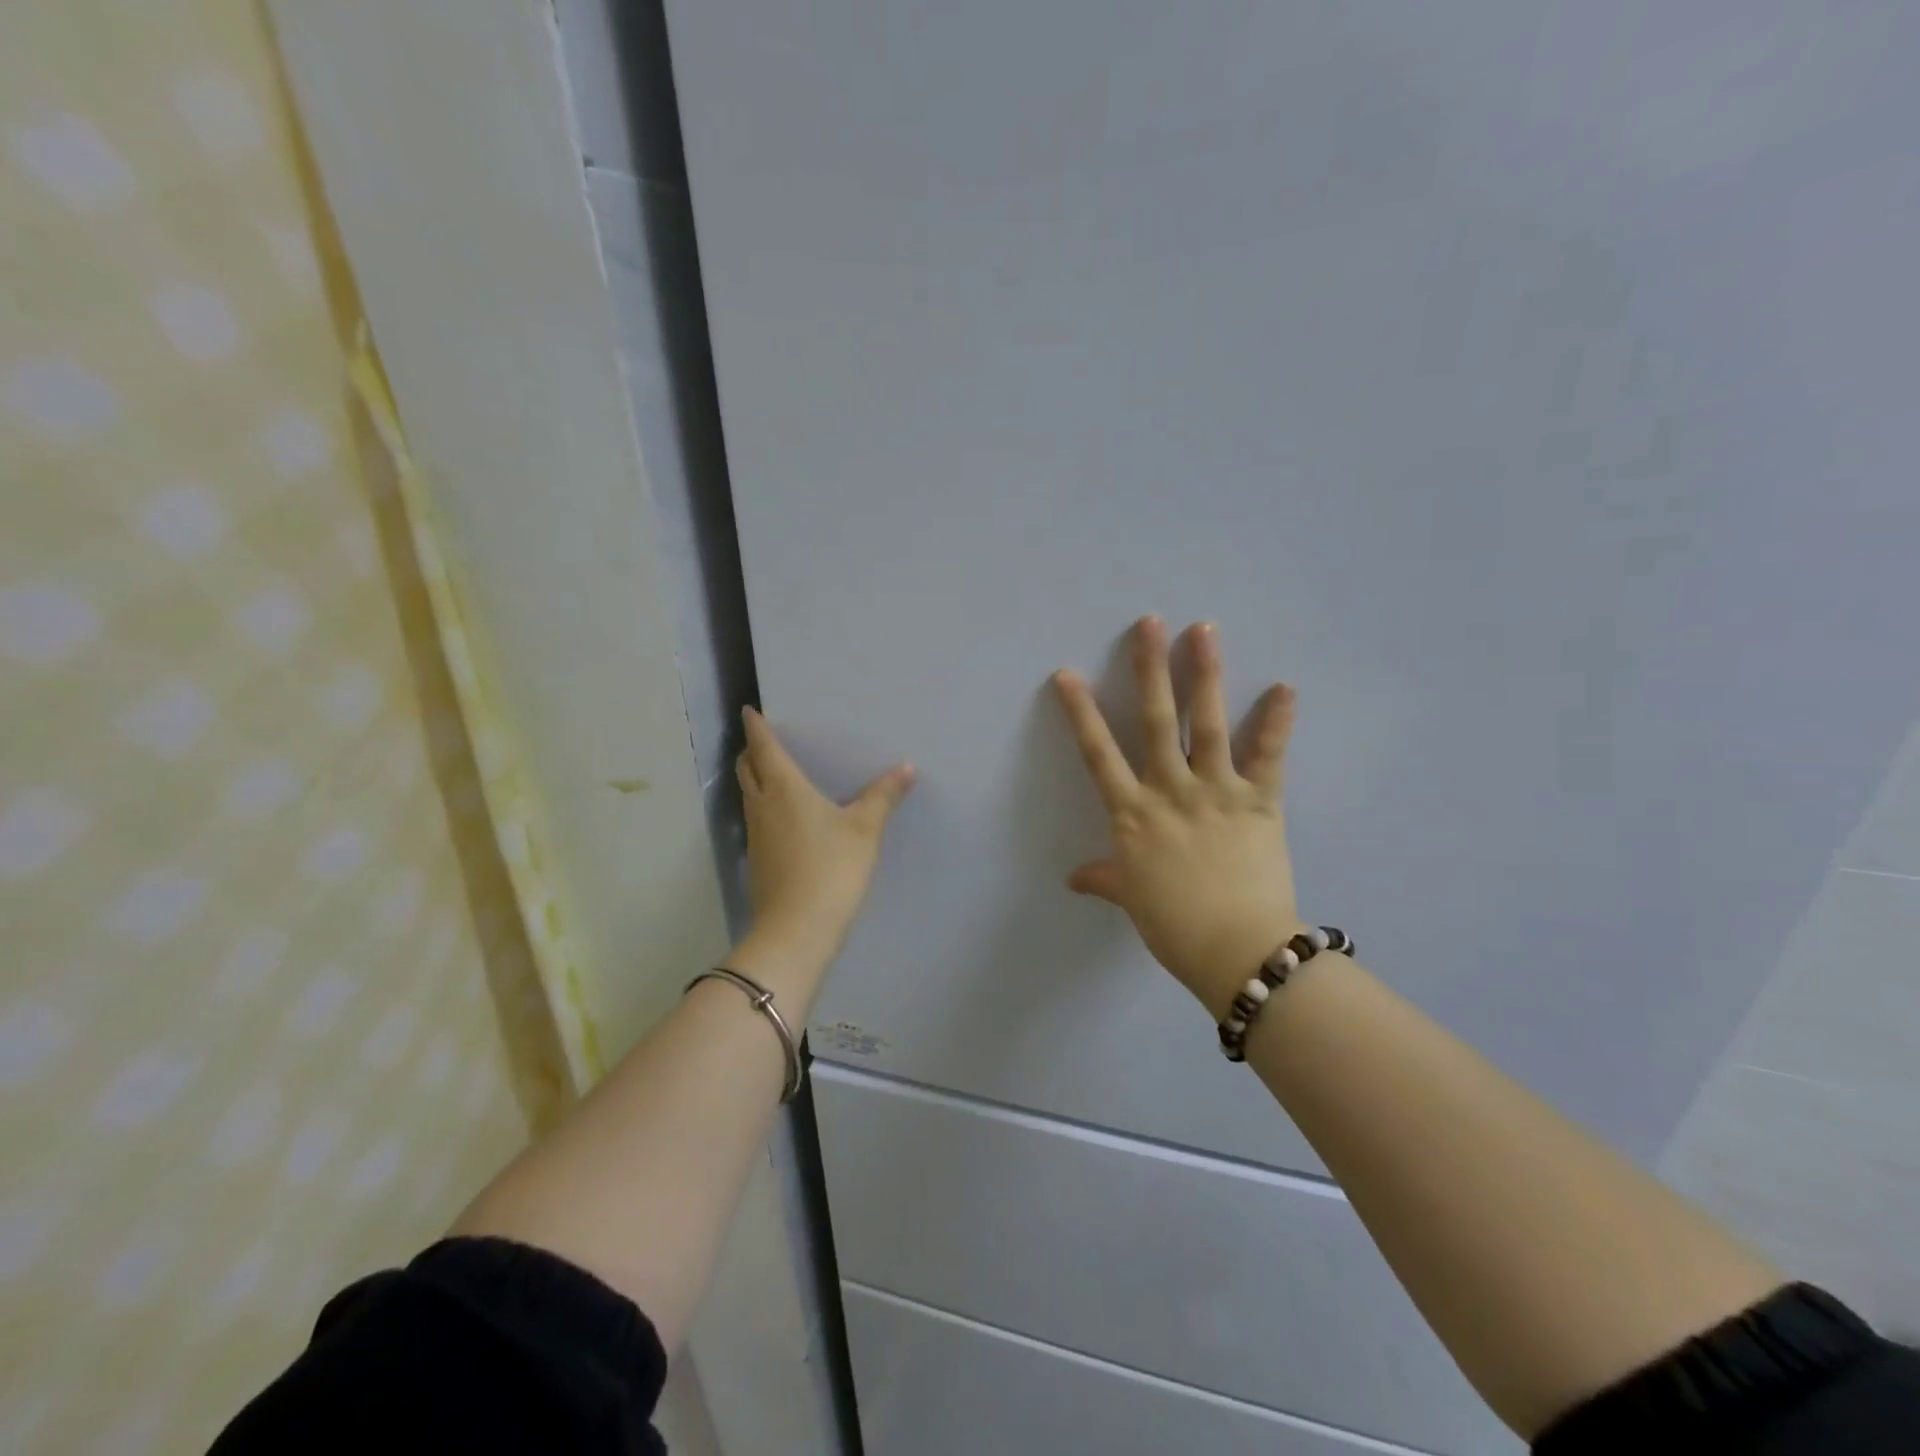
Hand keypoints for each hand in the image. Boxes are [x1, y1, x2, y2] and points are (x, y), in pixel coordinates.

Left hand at [734, 708, 915, 969]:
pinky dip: (764, 807)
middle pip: (747, 769)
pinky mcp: (757, 861)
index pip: (764, 747)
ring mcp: (755, 836)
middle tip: (765, 741)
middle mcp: (763, 806)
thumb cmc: (832, 868)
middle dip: (751, 751)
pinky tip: (785, 818)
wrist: (797, 930)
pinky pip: (757, 820)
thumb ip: (884, 796)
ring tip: (775, 774)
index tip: (751, 711)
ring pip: (749, 796)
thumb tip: (907, 768)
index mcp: (784, 788)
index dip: (757, 727)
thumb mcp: (865, 830)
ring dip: (755, 779)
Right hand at [1052, 617, 1303, 1018]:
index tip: (1067, 674)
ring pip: (1209, 723)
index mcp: (1132, 814)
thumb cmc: (1174, 926)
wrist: (1237, 950)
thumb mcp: (1132, 899)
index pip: (1098, 753)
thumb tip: (1073, 879)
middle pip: (1157, 720)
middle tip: (1149, 623)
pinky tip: (1285, 686)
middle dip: (1150, 668)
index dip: (1081, 712)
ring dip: (1206, 674)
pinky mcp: (1260, 801)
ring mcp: (1216, 791)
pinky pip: (1268, 756)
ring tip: (1204, 629)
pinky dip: (1277, 722)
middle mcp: (1170, 790)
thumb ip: (1104, 879)